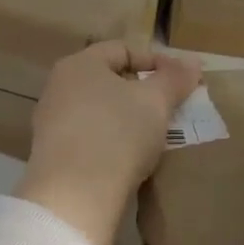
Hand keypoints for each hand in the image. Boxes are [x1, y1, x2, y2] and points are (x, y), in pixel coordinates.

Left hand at [15, 42, 201, 244]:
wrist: (75, 194)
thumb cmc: (118, 134)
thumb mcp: (155, 102)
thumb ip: (175, 79)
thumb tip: (192, 61)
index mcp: (79, 64)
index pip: (123, 49)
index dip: (156, 61)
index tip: (182, 82)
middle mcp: (58, 88)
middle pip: (108, 80)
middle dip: (142, 92)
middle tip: (170, 109)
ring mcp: (51, 123)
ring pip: (99, 111)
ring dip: (128, 119)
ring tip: (154, 136)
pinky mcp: (52, 155)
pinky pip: (89, 138)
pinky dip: (111, 142)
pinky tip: (129, 159)